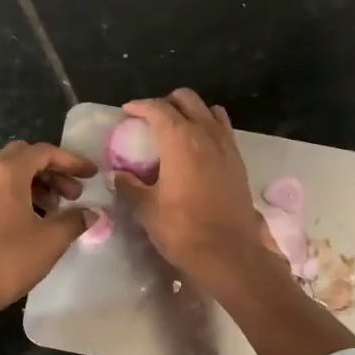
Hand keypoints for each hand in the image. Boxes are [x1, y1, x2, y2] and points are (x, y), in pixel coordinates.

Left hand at [0, 141, 97, 318]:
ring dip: (36, 183)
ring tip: (55, 208)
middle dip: (52, 170)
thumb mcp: (51, 240)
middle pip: (24, 157)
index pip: (44, 152)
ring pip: (8, 173)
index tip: (91, 175)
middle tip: (73, 193)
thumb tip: (91, 213)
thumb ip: (74, 220)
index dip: (71, 161)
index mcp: (7, 172)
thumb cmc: (9, 260)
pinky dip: (17, 194)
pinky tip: (32, 219)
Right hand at [113, 89, 275, 291]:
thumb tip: (116, 176)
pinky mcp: (238, 162)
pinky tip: (199, 147)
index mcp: (180, 141)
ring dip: (191, 112)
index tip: (127, 111)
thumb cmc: (182, 231)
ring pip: (209, 111)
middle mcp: (206, 134)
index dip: (140, 106)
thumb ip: (129, 187)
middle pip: (187, 100)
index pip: (158, 110)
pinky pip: (224, 130)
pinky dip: (209, 127)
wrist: (228, 254)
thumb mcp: (147, 210)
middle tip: (150, 119)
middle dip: (166, 103)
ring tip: (176, 129)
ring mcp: (227, 146)